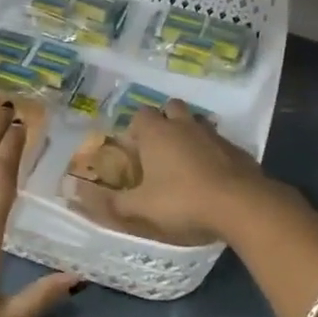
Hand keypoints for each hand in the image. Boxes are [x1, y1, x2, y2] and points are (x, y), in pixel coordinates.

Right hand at [73, 100, 270, 245]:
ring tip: (185, 160)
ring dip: (189, 133)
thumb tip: (77, 194)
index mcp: (157, 133)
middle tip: (160, 148)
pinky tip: (212, 174)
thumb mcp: (141, 208)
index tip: (135, 149)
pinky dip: (213, 151)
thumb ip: (110, 202)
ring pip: (197, 122)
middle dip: (164, 121)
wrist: (240, 204)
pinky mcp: (237, 148)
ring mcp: (213, 134)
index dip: (136, 129)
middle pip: (171, 108)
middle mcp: (184, 125)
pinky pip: (219, 142)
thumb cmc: (183, 201)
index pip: (141, 115)